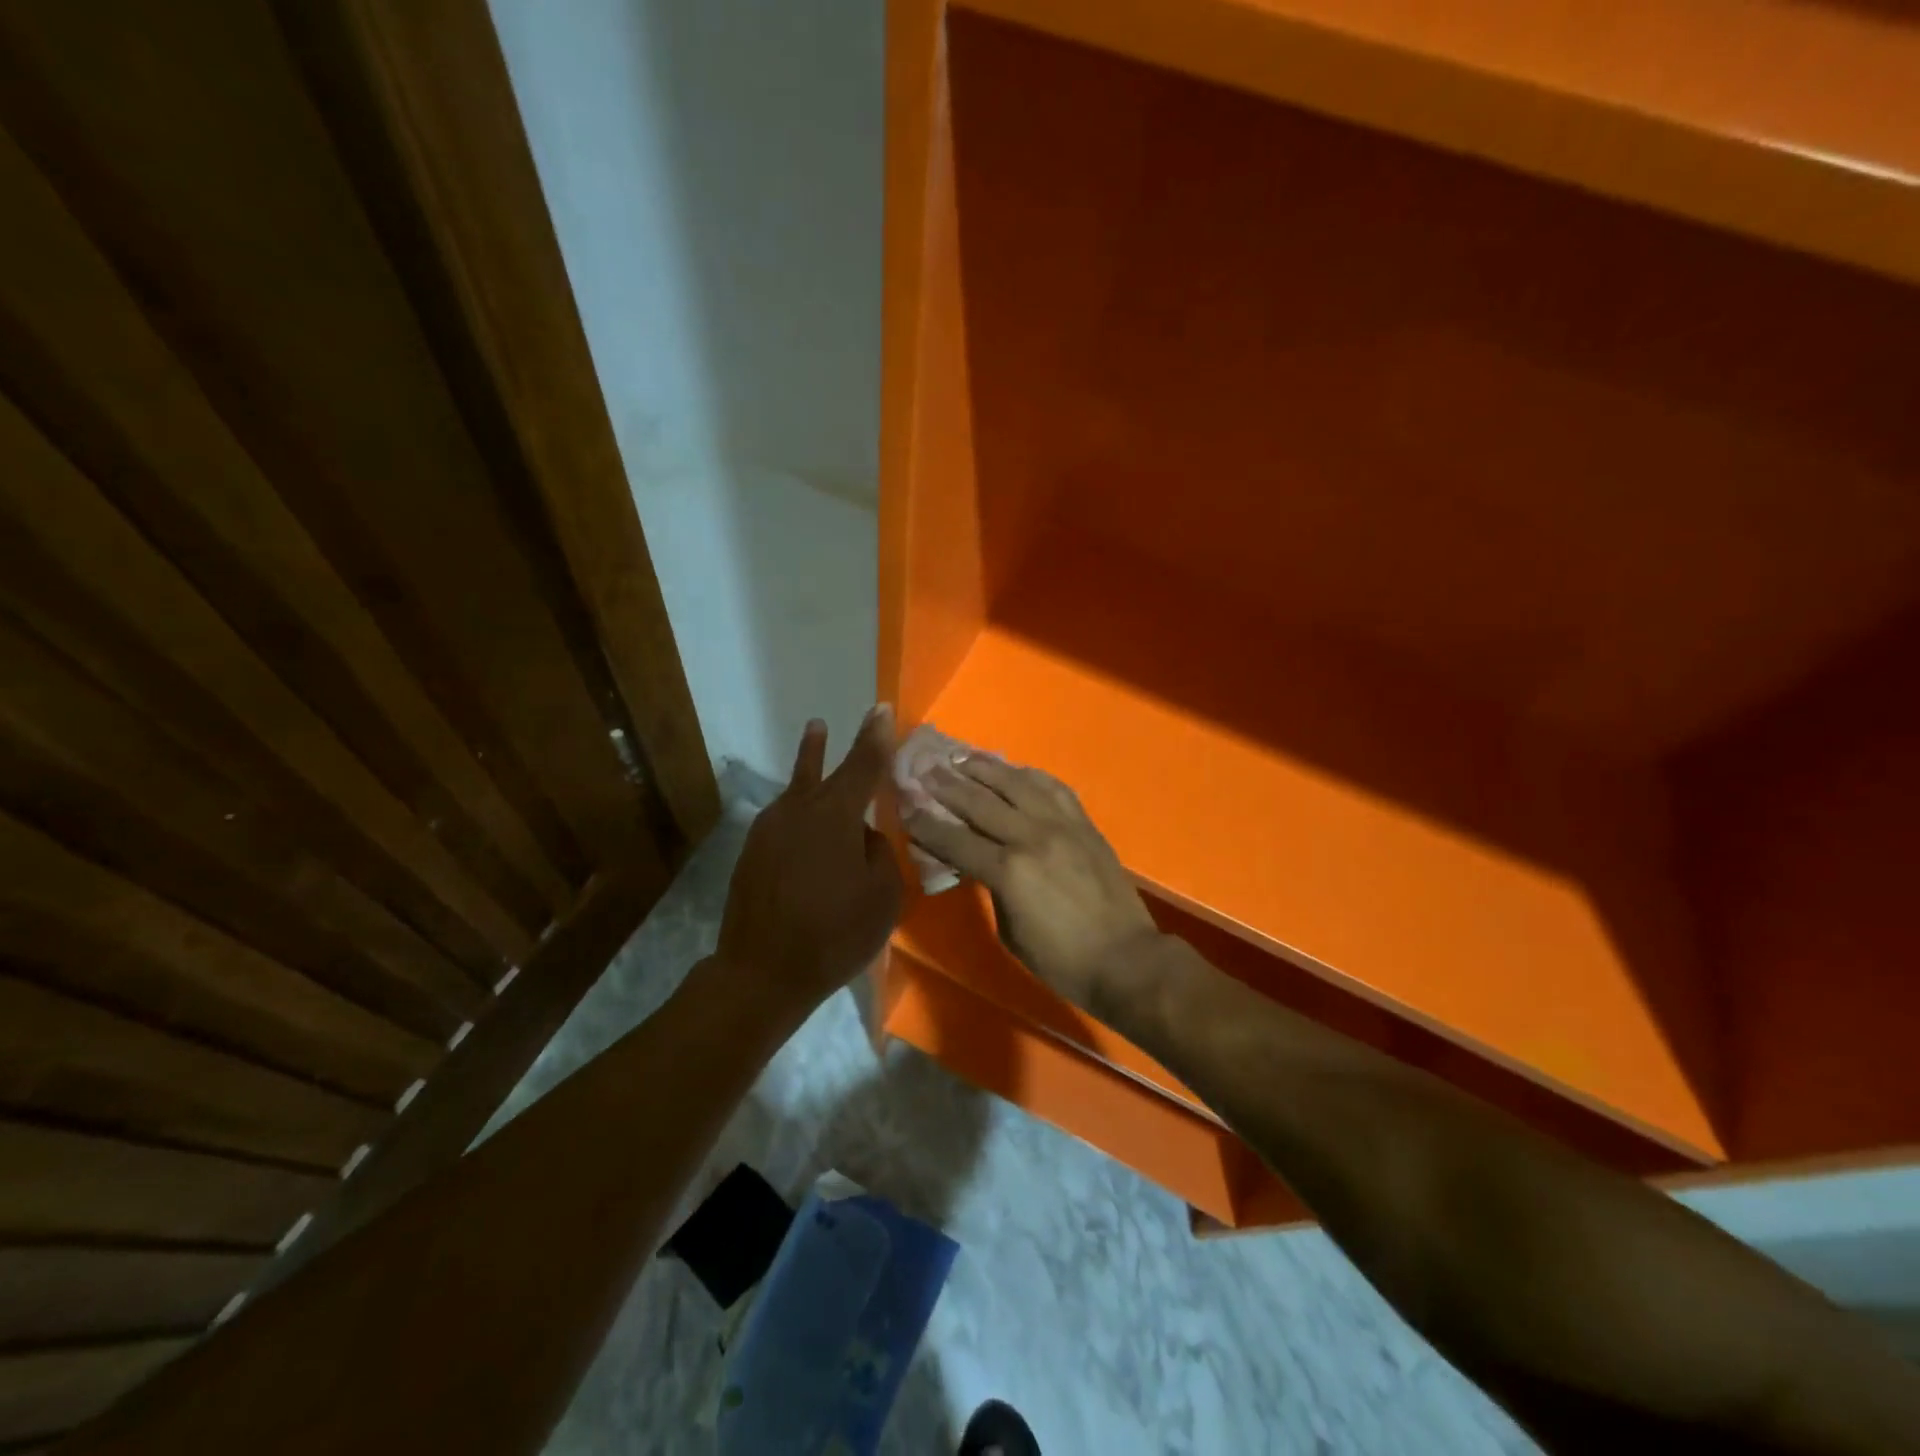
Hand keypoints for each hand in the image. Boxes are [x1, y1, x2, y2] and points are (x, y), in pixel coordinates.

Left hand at [716, 707, 903, 1017]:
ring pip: (797, 790)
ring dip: (809, 765)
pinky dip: (799, 811)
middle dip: (834, 745)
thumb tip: (863, 836)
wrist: (761, 972)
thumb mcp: (882, 896)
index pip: (863, 764)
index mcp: (835, 814)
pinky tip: (805, 820)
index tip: (879, 709)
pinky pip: (784, 818)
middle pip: (823, 770)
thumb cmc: (833, 933)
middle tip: (840, 721)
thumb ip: (879, 853)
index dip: (875, 737)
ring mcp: (769, 829)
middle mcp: (798, 810)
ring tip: (815, 736)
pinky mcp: (752, 850)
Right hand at [902, 754, 1159, 1013]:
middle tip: (925, 769)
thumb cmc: (1061, 960)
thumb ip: (989, 887)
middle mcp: (1031, 837)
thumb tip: (974, 861)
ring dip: (985, 768)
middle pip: (980, 801)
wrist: (1125, 958)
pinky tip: (1014, 769)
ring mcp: (1061, 825)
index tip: (905, 805)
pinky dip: (1029, 774)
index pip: (954, 839)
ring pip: (1016, 783)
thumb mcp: (1010, 931)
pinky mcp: (1084, 823)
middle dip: (947, 784)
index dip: (925, 824)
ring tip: (962, 756)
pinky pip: (1053, 787)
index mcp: (1008, 871)